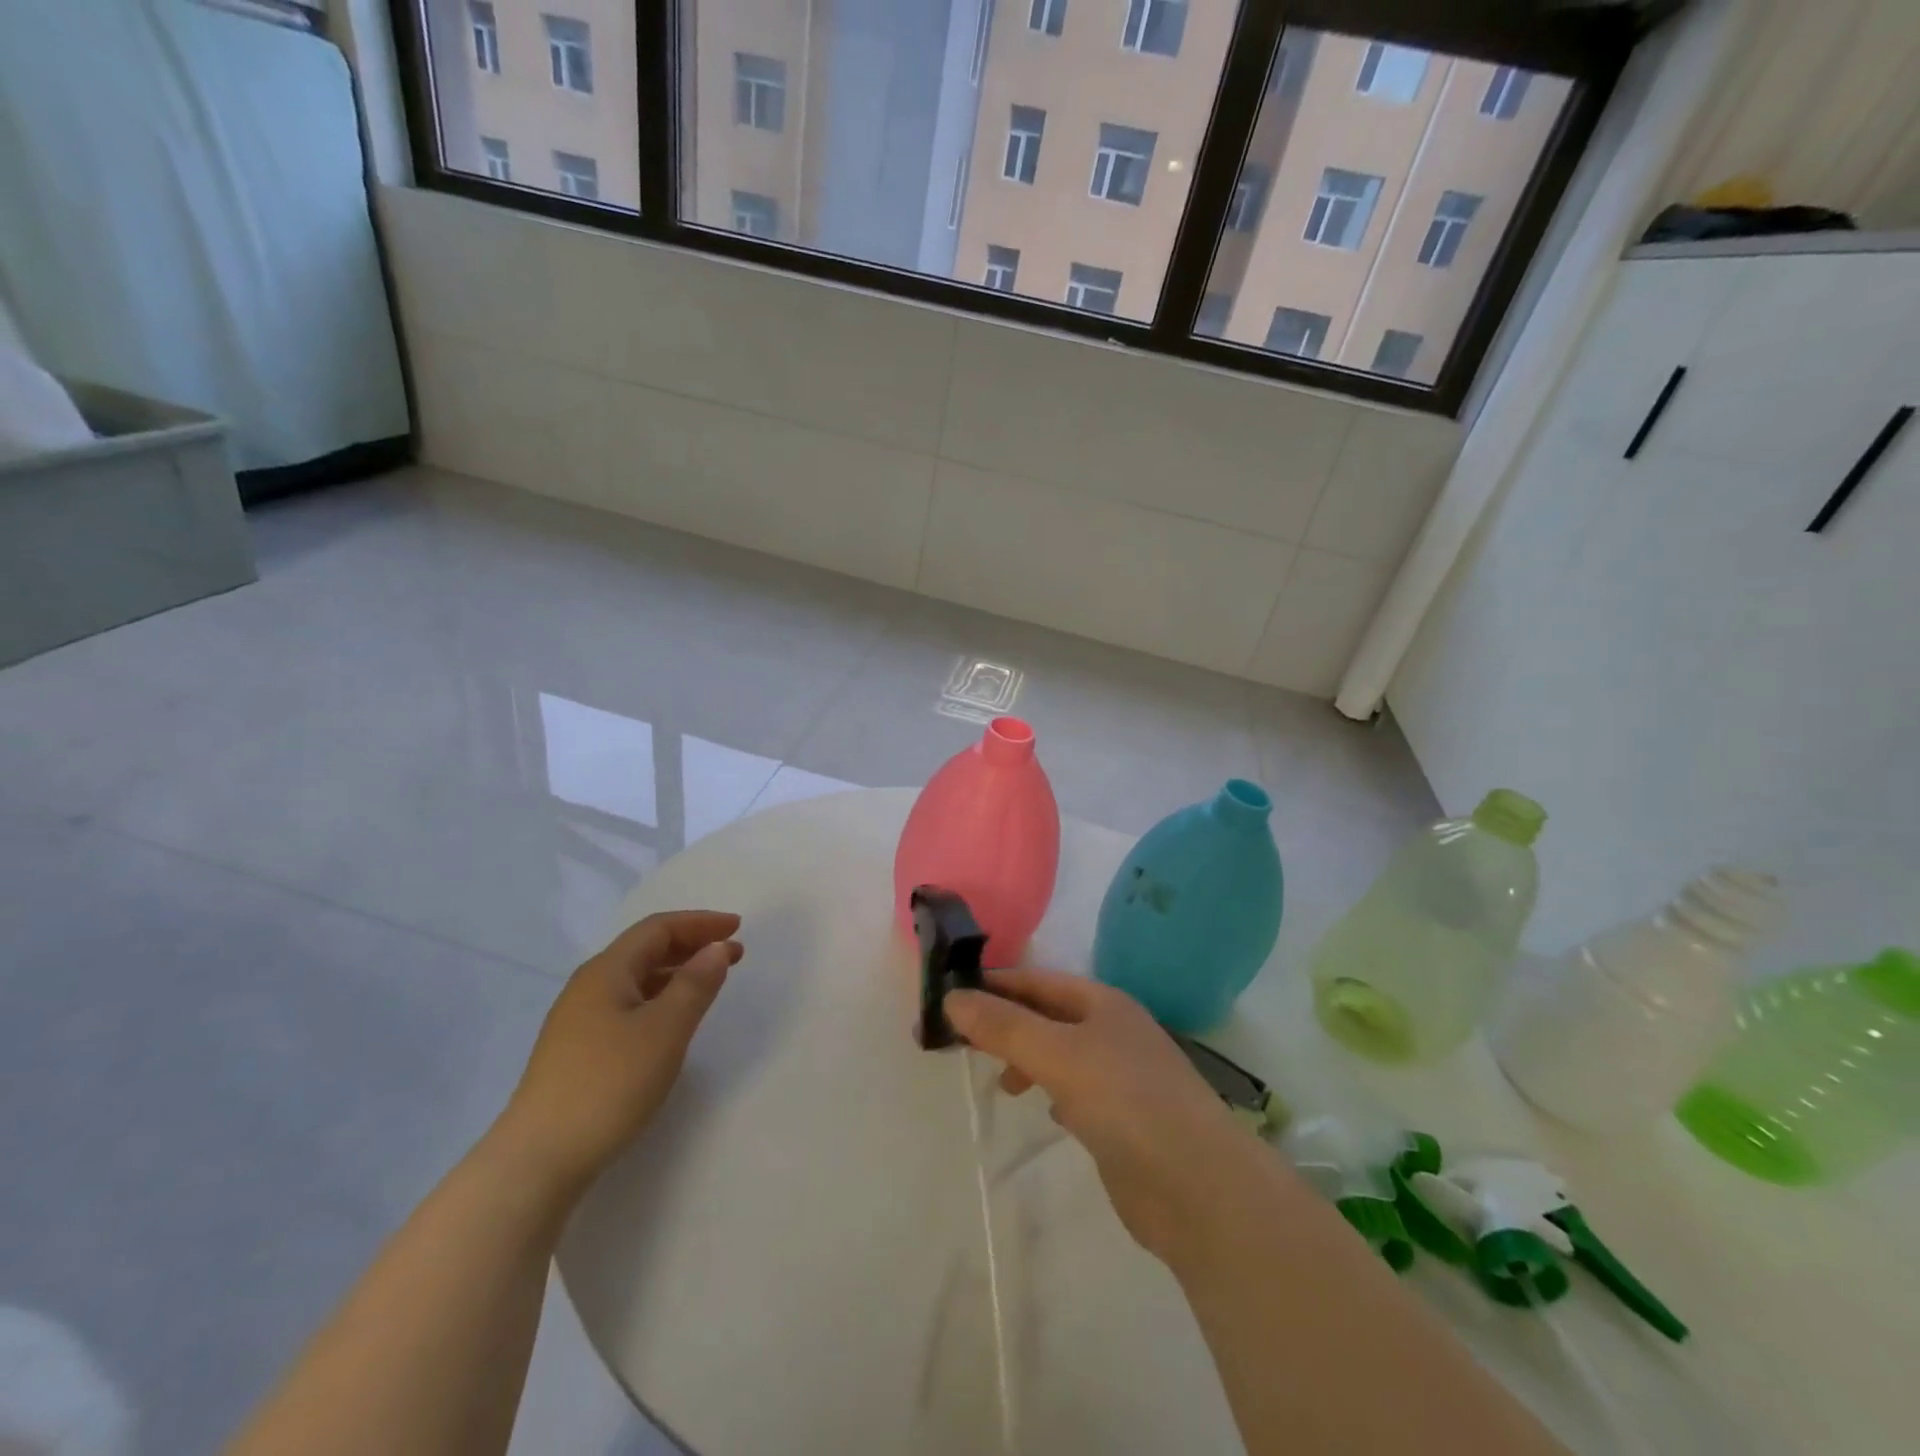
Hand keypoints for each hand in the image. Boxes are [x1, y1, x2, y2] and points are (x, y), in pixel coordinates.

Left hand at [493, 911, 741, 1200]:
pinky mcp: (578, 1050)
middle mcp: (589, 986)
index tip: (738, 928)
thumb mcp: (665, 1030)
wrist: (538, 1160)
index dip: (700, 923)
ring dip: (677, 971)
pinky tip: (672, 1019)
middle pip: (645, 949)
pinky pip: (627, 1004)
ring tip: (710, 982)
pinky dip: (659, 997)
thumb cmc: (609, 1084)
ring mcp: (579, 1019)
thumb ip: (695, 984)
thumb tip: (717, 948)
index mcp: (607, 971)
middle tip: (733, 953)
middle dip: (691, 944)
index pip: (658, 928)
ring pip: (636, 978)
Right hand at [946, 968, 1247, 1264]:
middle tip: (955, 1040)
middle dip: (1003, 1024)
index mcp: (1102, 1002)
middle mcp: (1111, 1031)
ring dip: (1025, 1057)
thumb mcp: (1058, 1054)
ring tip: (996, 1077)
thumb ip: (1005, 1027)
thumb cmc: (1127, 1101)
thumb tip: (953, 998)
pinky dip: (1050, 1090)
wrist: (1199, 1188)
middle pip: (1045, 1016)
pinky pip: (1074, 1090)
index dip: (992, 986)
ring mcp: (1119, 1076)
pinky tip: (1041, 1106)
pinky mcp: (1121, 1119)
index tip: (946, 998)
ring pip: (1058, 1053)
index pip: (1035, 981)